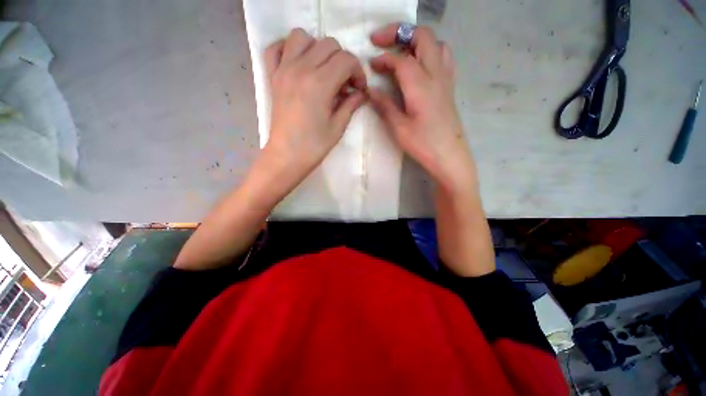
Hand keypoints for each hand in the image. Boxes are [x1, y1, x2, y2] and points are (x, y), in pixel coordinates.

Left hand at [264, 28, 367, 180]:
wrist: (287, 155)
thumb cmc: (314, 146)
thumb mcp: (338, 127)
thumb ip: (351, 104)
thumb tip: (361, 93)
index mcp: (320, 84)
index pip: (346, 59)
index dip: (358, 72)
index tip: (359, 89)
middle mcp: (301, 68)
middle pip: (328, 44)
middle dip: (343, 60)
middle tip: (344, 83)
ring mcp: (283, 69)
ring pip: (302, 36)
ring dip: (317, 48)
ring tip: (323, 70)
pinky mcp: (272, 76)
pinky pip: (276, 48)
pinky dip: (288, 49)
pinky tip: (298, 63)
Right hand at [368, 24, 475, 192]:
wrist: (449, 156)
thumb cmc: (423, 144)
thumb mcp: (399, 128)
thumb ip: (385, 106)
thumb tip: (371, 91)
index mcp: (421, 85)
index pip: (400, 60)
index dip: (383, 58)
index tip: (371, 65)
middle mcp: (436, 75)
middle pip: (422, 37)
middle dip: (399, 33)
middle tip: (380, 41)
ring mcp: (446, 79)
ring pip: (435, 43)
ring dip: (416, 40)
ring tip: (400, 51)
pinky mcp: (449, 87)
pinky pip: (442, 57)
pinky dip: (428, 52)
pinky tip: (419, 66)